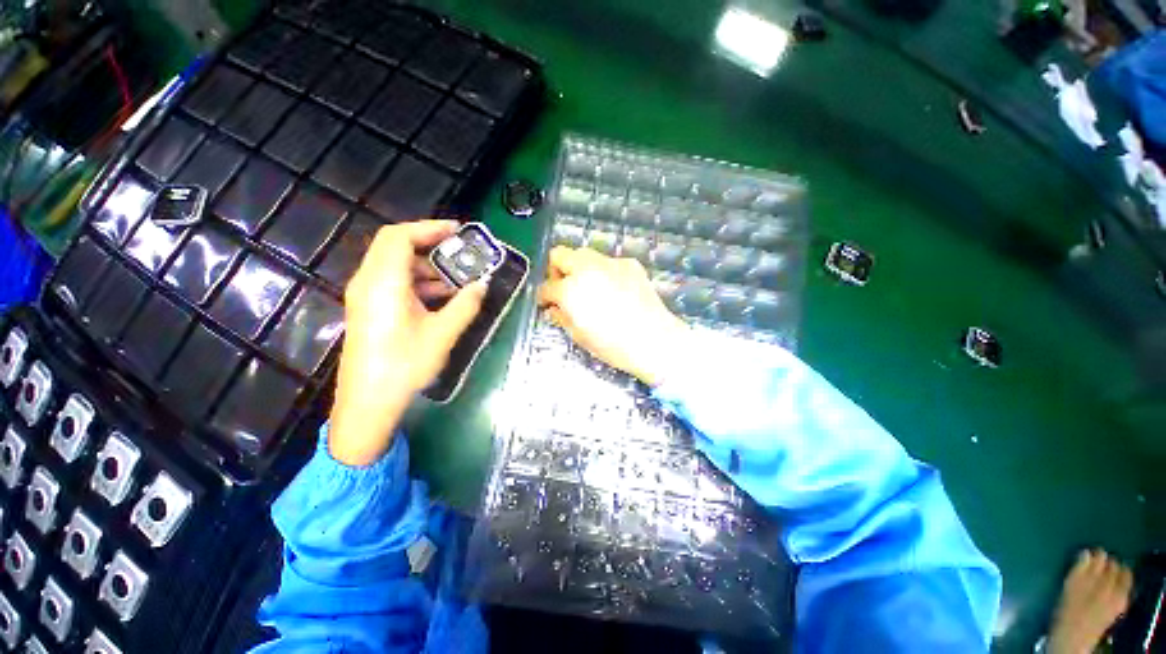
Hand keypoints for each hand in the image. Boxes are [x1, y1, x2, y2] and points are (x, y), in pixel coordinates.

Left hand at [329, 221, 486, 466]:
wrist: (368, 404)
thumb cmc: (404, 366)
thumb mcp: (443, 334)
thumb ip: (465, 305)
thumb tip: (483, 284)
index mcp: (383, 283)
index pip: (399, 237)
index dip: (428, 228)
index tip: (458, 232)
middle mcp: (368, 283)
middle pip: (395, 247)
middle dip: (430, 246)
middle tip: (461, 253)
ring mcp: (366, 297)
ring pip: (396, 266)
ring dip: (427, 267)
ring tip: (458, 279)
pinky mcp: (369, 310)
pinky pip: (393, 284)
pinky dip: (418, 283)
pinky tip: (442, 298)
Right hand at [538, 246, 690, 385]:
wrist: (654, 340)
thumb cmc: (613, 345)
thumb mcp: (579, 335)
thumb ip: (561, 316)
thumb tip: (554, 308)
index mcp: (571, 290)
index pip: (547, 286)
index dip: (544, 296)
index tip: (547, 302)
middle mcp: (587, 269)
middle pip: (560, 254)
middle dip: (557, 271)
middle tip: (564, 288)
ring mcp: (610, 263)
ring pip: (584, 254)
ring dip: (579, 268)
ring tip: (589, 288)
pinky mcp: (629, 264)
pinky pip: (608, 262)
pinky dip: (604, 272)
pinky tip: (614, 290)